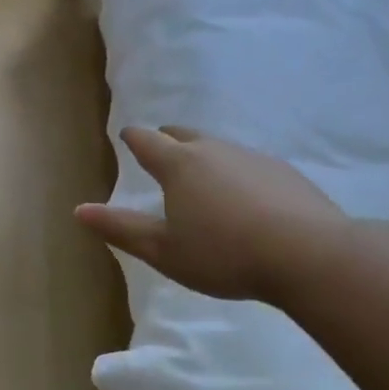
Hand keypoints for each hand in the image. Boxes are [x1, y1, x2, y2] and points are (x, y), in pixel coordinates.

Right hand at [75, 127, 349, 305]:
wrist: (309, 255)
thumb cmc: (224, 254)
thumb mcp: (164, 251)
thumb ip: (121, 229)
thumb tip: (79, 210)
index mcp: (179, 165)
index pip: (147, 141)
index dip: (133, 138)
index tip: (127, 136)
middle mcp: (214, 150)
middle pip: (183, 134)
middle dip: (167, 138)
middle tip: (160, 148)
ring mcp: (253, 157)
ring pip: (218, 147)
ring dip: (203, 155)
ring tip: (201, 176)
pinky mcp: (285, 172)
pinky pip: (249, 163)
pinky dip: (236, 172)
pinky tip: (244, 196)